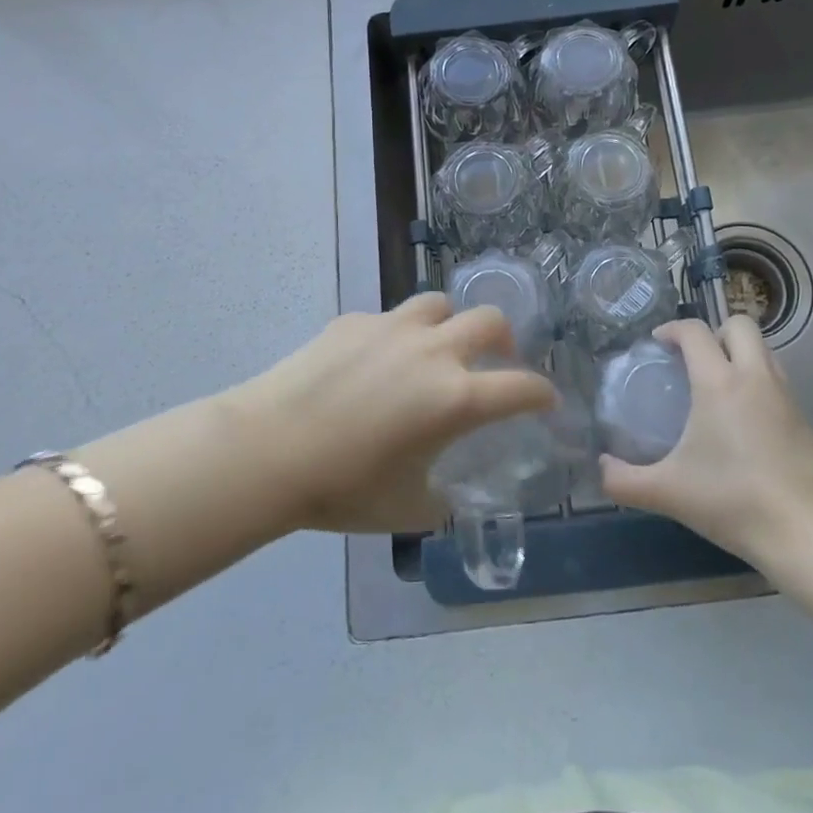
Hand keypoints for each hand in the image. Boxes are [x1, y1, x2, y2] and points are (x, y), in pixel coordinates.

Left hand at [223, 293, 557, 534]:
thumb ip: (439, 500)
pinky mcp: (354, 321)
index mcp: (455, 398)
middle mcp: (433, 351)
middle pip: (489, 320)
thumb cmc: (341, 487)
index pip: (521, 387)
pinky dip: (398, 335)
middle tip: (498, 358)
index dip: (542, 393)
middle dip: (505, 338)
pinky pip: (390, 318)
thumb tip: (444, 496)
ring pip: (439, 304)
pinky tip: (376, 361)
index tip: (546, 400)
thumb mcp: (404, 508)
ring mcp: (392, 328)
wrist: (266, 450)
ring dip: (451, 323)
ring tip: (439, 346)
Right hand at [600, 316, 812, 569]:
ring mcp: (785, 394)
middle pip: (739, 324)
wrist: (807, 531)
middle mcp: (754, 376)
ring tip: (717, 385)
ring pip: (763, 348)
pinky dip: (757, 379)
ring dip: (738, 353)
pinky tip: (743, 416)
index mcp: (719, 383)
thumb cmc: (733, 502)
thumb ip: (624, 480)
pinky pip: (776, 376)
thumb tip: (601, 468)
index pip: (695, 331)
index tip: (658, 344)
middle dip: (714, 332)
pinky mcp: (803, 415)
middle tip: (693, 361)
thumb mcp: (668, 493)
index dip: (672, 329)